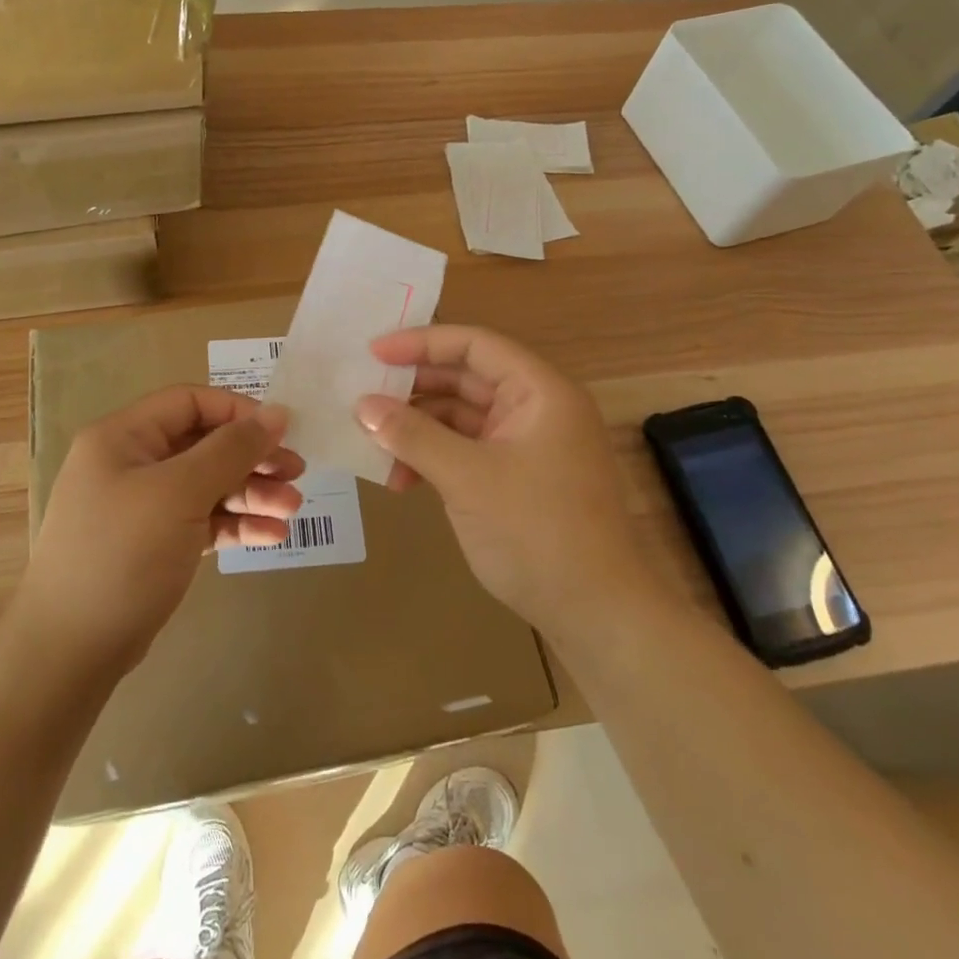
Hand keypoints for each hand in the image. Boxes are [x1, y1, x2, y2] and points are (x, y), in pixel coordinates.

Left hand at [20, 385, 305, 671]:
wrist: (69, 651)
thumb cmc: (122, 554)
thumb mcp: (180, 493)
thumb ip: (231, 449)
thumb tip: (277, 412)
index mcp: (123, 437)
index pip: (189, 402)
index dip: (238, 411)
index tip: (282, 433)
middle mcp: (130, 464)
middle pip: (202, 444)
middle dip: (252, 458)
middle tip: (297, 473)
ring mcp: (141, 507)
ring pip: (206, 485)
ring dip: (250, 493)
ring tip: (292, 509)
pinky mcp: (153, 545)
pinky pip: (200, 521)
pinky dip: (234, 525)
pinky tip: (271, 536)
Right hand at [355, 325, 647, 633]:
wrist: (595, 615)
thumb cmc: (537, 531)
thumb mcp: (467, 478)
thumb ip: (413, 435)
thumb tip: (362, 406)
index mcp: (539, 392)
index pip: (475, 346)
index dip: (422, 343)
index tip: (373, 353)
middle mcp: (534, 409)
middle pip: (464, 379)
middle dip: (413, 390)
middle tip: (363, 398)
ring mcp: (525, 445)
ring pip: (459, 419)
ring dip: (417, 431)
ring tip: (373, 447)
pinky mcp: (514, 478)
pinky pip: (465, 452)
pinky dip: (433, 459)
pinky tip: (400, 479)